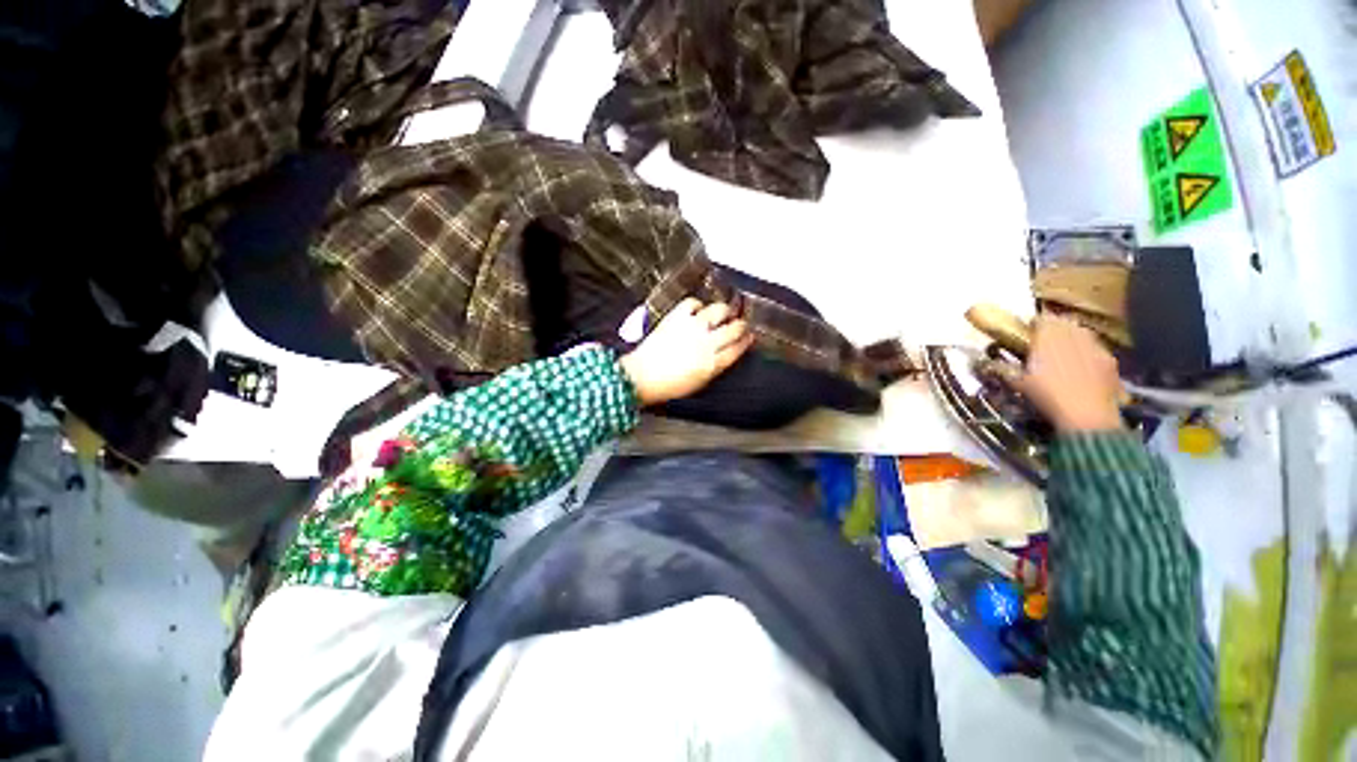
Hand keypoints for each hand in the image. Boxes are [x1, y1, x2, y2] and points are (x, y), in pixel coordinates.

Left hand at [619, 298, 755, 405]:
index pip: (738, 348)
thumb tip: (727, 353)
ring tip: (723, 313)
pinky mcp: (677, 317)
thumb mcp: (700, 382)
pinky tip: (697, 311)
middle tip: (740, 324)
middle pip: (735, 328)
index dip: (746, 341)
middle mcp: (707, 342)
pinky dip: (698, 305)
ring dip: (725, 311)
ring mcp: (692, 327)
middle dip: (741, 325)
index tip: (749, 337)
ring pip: (719, 310)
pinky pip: (693, 303)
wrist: (642, 377)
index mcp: (714, 363)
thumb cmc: (670, 385)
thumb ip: (716, 366)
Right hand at [1011, 315, 1123, 432]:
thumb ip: (1004, 369)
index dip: (1034, 325)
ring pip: (1083, 335)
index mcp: (1049, 336)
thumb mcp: (1018, 383)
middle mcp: (1074, 335)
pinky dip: (1088, 354)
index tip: (1027, 334)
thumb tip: (988, 363)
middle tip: (1045, 343)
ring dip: (1073, 340)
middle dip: (1055, 329)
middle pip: (1065, 323)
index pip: (1042, 319)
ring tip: (1064, 355)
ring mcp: (1096, 347)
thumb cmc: (1047, 395)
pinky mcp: (1111, 361)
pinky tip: (1082, 369)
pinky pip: (1097, 350)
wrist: (1087, 415)